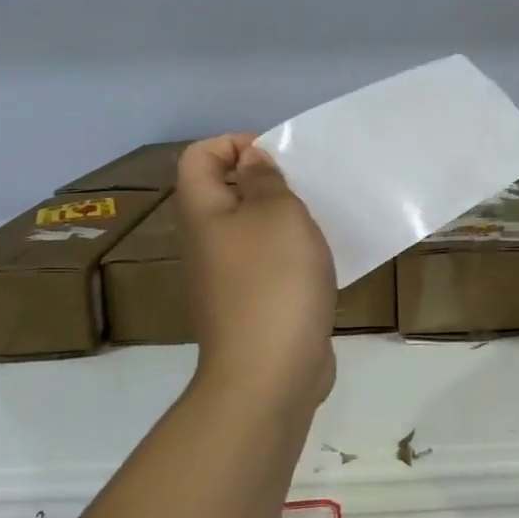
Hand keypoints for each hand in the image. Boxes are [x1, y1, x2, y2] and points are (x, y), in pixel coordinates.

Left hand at [175, 135, 336, 414]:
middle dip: (266, 182)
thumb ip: (264, 180)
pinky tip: (320, 264)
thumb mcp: (278, 213)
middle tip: (306, 189)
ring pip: (250, 231)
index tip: (278, 156)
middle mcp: (206, 243)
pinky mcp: (249, 308)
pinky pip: (266, 265)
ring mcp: (225, 280)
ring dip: (283, 221)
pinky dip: (290, 256)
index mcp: (203, 214)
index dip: (235, 143)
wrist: (270, 373)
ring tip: (320, 223)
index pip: (198, 156)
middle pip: (224, 193)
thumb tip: (250, 161)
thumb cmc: (274, 280)